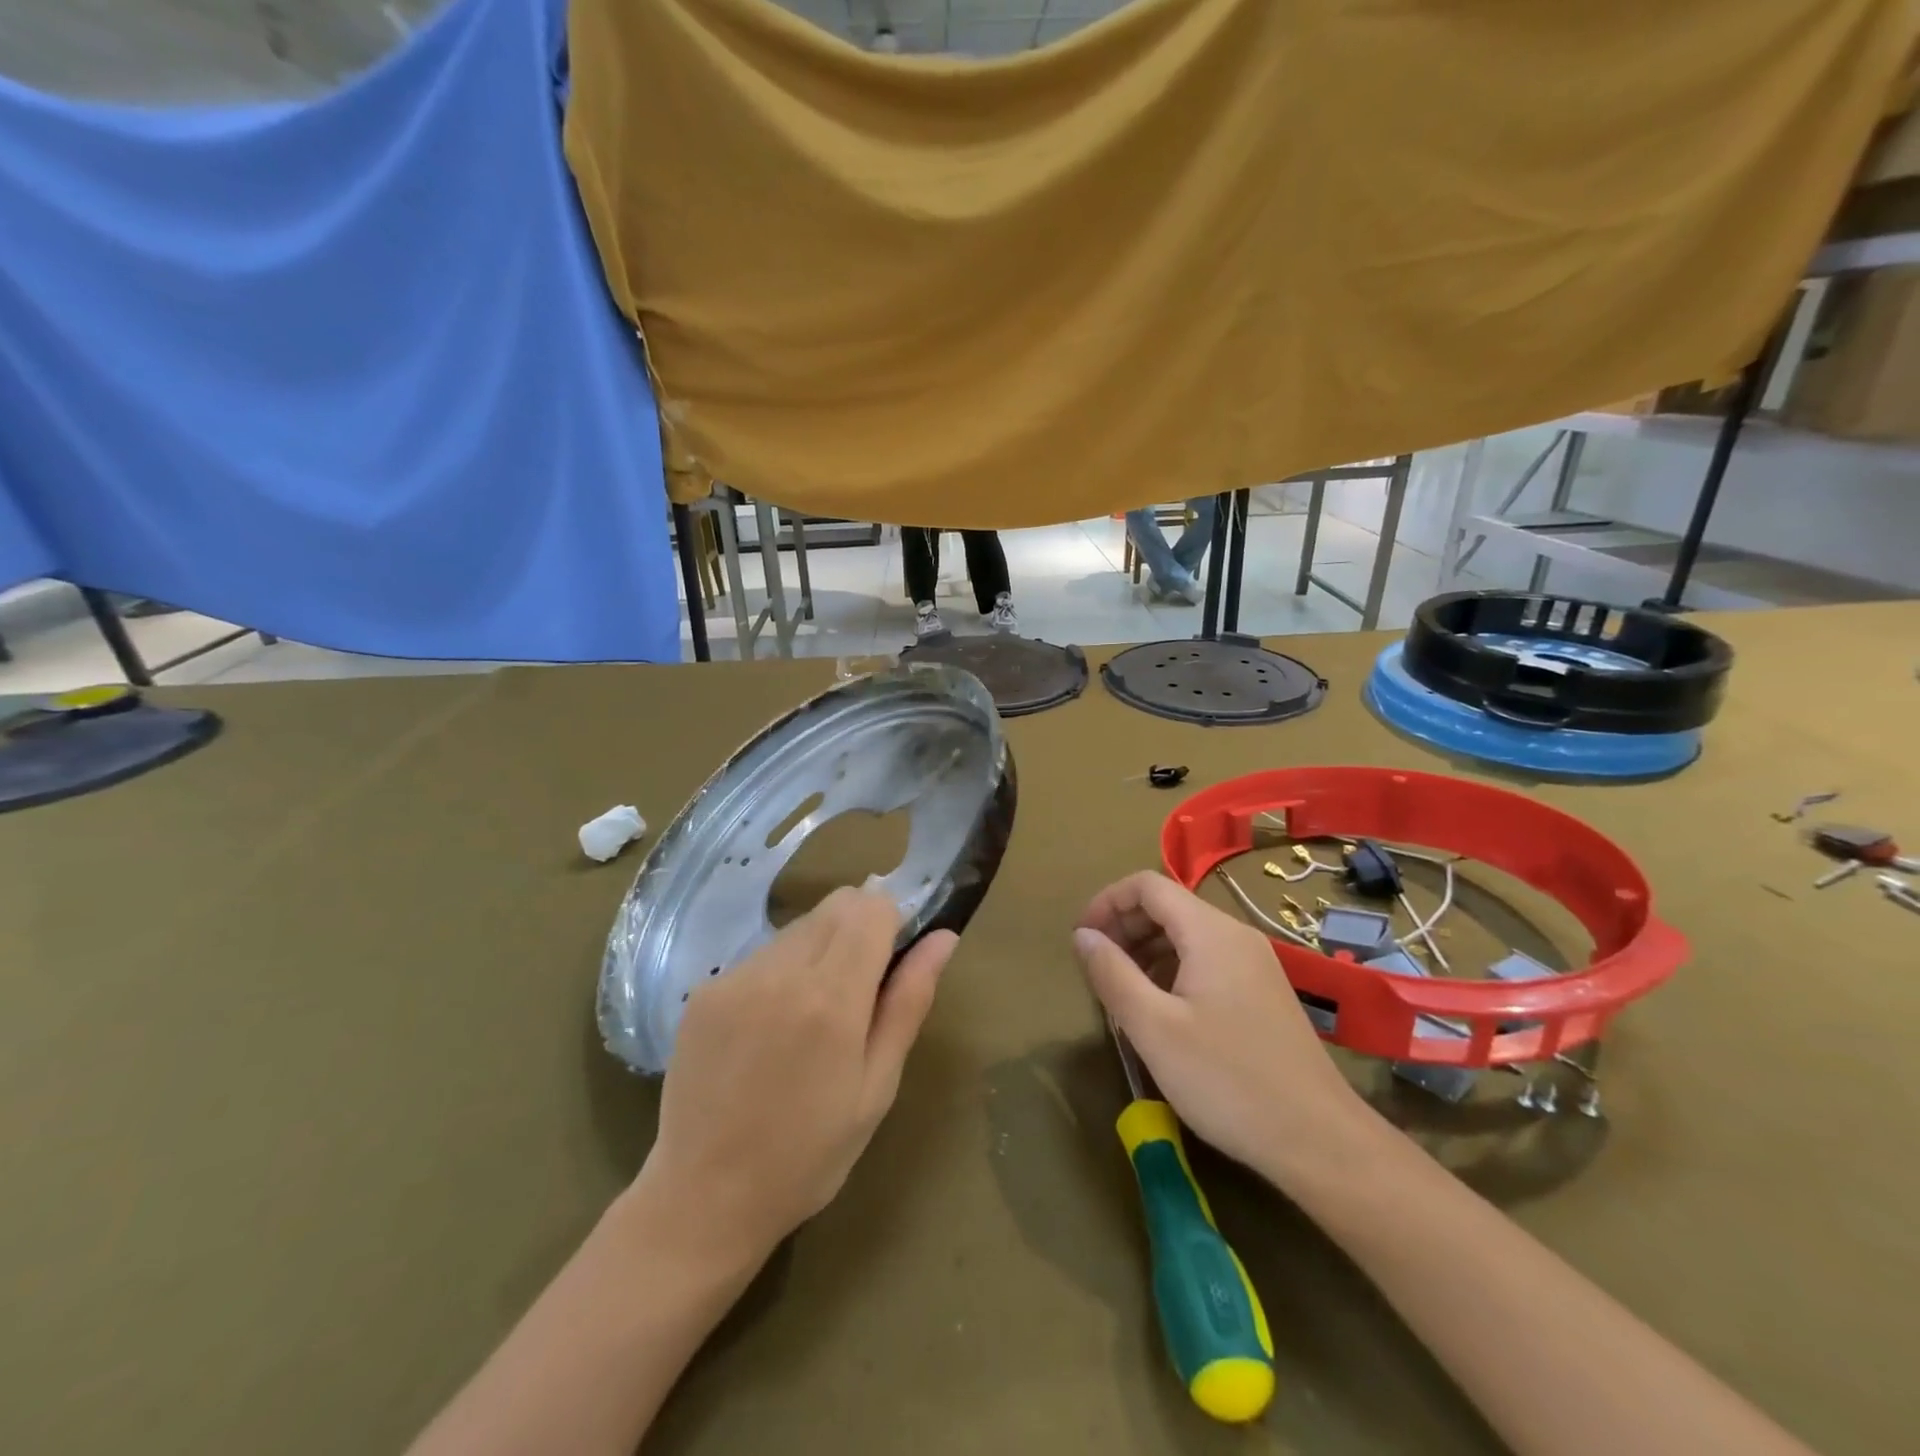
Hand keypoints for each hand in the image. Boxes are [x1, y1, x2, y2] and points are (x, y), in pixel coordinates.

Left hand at [637, 888, 956, 1262]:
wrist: (703, 1199)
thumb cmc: (809, 1154)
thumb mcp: (877, 1087)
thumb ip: (909, 1002)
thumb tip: (943, 937)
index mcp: (830, 998)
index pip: (872, 908)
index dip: (893, 922)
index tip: (894, 958)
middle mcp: (779, 972)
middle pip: (835, 906)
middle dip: (860, 928)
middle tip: (861, 988)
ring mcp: (734, 977)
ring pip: (799, 927)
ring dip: (820, 948)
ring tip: (813, 1015)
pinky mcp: (704, 990)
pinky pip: (761, 954)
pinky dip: (781, 971)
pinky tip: (771, 1027)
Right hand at [1072, 871, 1377, 1190]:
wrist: (1320, 1140)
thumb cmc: (1228, 1080)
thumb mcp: (1154, 1028)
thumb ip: (1112, 974)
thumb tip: (1083, 936)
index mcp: (1210, 932)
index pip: (1147, 885)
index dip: (1106, 903)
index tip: (1081, 940)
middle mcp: (1236, 935)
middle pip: (1168, 905)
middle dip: (1124, 926)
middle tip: (1095, 967)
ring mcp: (1255, 964)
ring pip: (1187, 934)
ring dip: (1146, 949)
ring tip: (1120, 990)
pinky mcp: (1263, 992)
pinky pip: (1207, 960)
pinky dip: (1172, 969)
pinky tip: (1160, 1009)